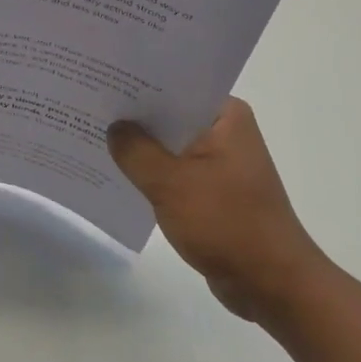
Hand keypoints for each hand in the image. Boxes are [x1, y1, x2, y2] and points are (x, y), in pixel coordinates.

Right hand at [109, 99, 328, 321]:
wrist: (272, 285)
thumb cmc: (226, 224)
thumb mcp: (171, 183)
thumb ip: (136, 151)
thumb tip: (114, 127)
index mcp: (225, 116)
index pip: (175, 86)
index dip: (137, 83)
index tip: (101, 77)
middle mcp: (225, 132)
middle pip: (169, 114)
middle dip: (133, 115)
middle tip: (88, 104)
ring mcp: (220, 163)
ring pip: (169, 145)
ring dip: (139, 147)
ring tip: (93, 135)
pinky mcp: (213, 191)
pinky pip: (174, 172)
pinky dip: (151, 173)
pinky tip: (117, 173)